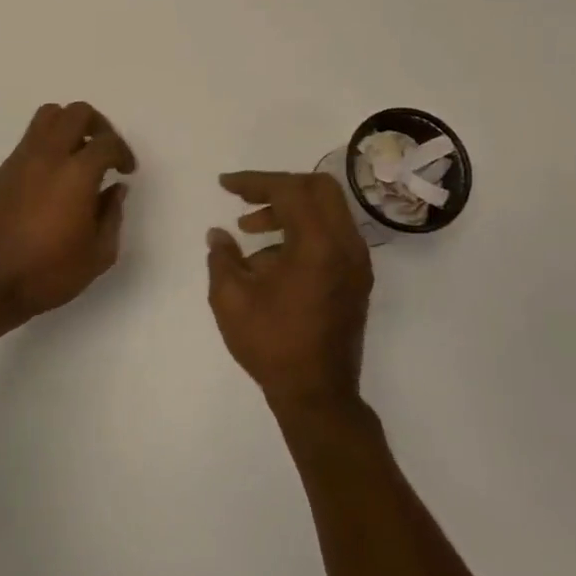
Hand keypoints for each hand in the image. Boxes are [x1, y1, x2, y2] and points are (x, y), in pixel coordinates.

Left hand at [0, 102, 135, 326]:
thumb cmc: (49, 274)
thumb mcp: (98, 254)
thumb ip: (112, 215)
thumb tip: (115, 190)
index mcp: (76, 174)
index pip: (107, 142)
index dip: (123, 152)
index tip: (126, 171)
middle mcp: (45, 157)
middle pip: (75, 113)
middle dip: (97, 125)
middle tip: (104, 150)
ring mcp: (16, 162)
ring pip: (44, 119)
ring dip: (66, 128)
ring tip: (75, 157)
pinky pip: (24, 148)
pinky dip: (42, 154)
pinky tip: (44, 186)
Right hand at [207, 171, 373, 413]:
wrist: (317, 394)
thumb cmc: (271, 344)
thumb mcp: (231, 299)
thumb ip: (222, 257)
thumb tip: (218, 234)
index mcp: (318, 245)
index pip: (290, 190)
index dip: (255, 181)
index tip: (225, 185)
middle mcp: (346, 246)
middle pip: (319, 189)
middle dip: (278, 187)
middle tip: (245, 199)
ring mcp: (357, 263)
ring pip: (327, 212)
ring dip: (289, 210)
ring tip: (249, 230)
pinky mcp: (356, 278)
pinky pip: (331, 236)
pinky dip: (303, 232)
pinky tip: (270, 260)